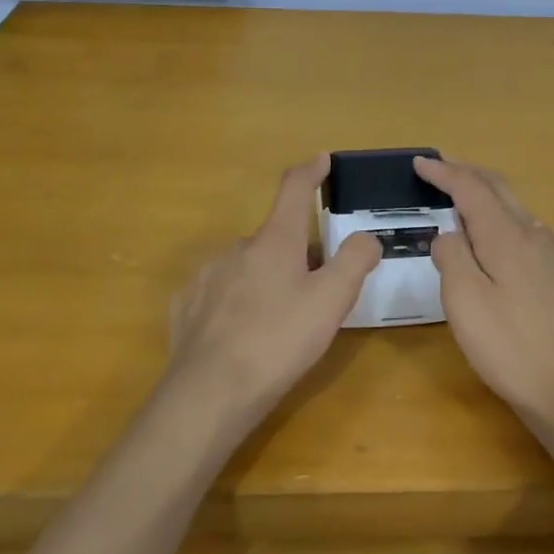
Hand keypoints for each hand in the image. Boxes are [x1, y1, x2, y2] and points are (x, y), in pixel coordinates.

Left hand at [167, 156, 380, 422]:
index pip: (294, 190)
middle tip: (316, 290)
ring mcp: (207, 276)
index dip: (311, 172)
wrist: (209, 394)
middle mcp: (237, 248)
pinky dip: (237, 302)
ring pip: (247, 267)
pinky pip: (220, 293)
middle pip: (275, 238)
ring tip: (279, 320)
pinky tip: (243, 334)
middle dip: (297, 253)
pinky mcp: (186, 306)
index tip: (322, 160)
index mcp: (275, 241)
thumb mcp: (332, 302)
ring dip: (266, 279)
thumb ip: (355, 261)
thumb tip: (366, 237)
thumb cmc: (278, 341)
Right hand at [414, 156, 553, 421]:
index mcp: (507, 237)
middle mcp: (537, 235)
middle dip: (469, 172)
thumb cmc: (510, 348)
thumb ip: (453, 257)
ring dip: (490, 199)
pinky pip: (535, 236)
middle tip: (442, 166)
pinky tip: (504, 246)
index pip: (471, 189)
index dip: (445, 172)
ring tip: (466, 204)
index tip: (421, 162)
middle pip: (500, 189)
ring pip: (520, 212)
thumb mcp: (464, 303)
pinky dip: (509, 225)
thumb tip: (450, 233)